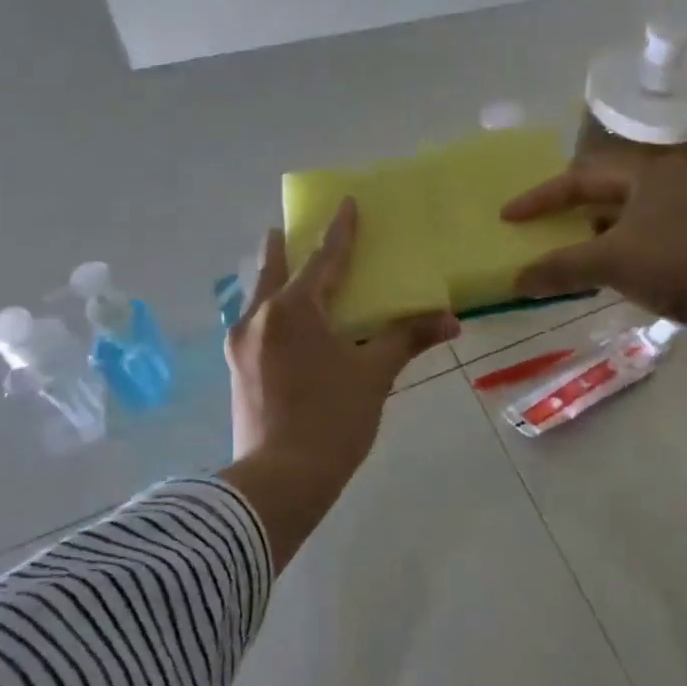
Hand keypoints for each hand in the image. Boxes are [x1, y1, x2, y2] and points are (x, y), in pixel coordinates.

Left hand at [219, 198, 457, 567]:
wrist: (277, 483)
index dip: (339, 231)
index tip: (346, 203)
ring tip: (279, 270)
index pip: (323, 259)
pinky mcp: (236, 369)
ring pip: (257, 297)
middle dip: (283, 248)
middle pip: (272, 270)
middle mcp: (259, 317)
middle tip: (288, 229)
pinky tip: (275, 322)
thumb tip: (450, 319)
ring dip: (270, 279)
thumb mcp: (373, 376)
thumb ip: (406, 339)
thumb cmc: (330, 420)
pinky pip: (252, 323)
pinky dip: (267, 309)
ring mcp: (241, 344)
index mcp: (294, 310)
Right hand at [505, 155, 686, 409]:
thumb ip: (560, 268)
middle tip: (535, 226)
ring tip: (560, 250)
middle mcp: (664, 183)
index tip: (508, 216)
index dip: (539, 199)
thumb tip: (516, 280)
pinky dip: (611, 252)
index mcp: (646, 171)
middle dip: (565, 211)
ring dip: (589, 235)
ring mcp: (683, 213)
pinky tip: (597, 272)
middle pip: (601, 192)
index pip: (578, 179)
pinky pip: (638, 239)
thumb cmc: (675, 261)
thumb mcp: (610, 261)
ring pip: (621, 218)